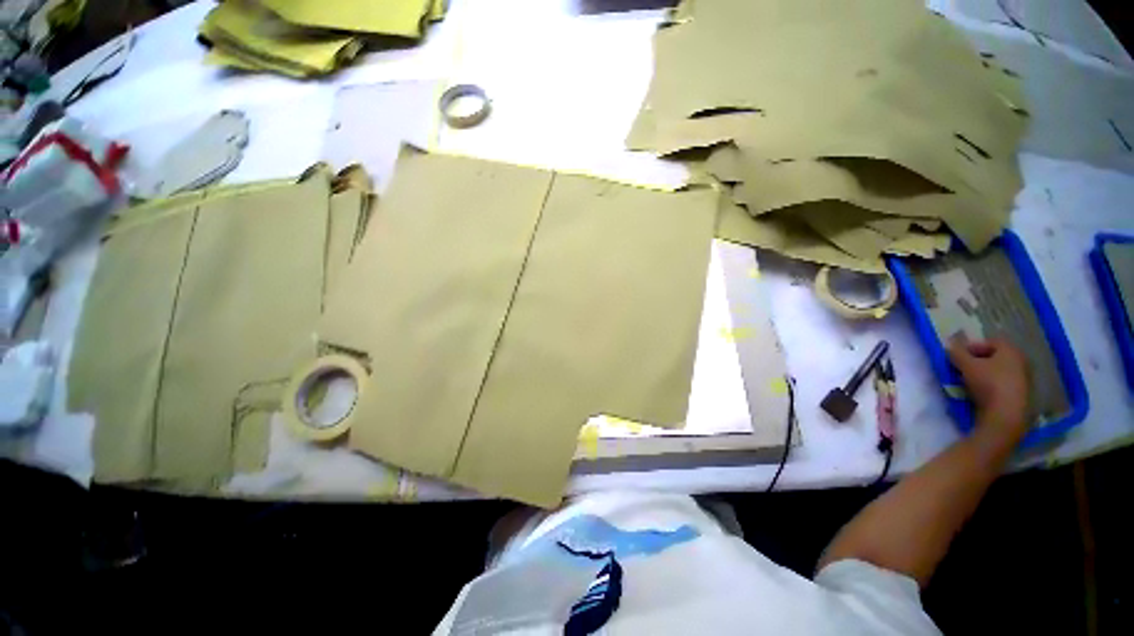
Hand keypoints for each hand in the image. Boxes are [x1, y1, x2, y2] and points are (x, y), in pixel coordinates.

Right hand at [947, 337, 1030, 439]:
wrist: (1005, 414)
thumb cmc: (988, 383)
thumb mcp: (966, 365)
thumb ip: (956, 352)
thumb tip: (948, 344)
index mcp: (1011, 350)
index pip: (991, 341)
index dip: (973, 346)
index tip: (959, 355)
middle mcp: (1021, 361)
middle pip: (996, 356)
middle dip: (978, 360)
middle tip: (963, 367)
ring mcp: (1024, 379)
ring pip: (999, 371)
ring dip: (984, 373)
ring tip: (969, 381)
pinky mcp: (1022, 394)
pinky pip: (1003, 383)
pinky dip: (991, 384)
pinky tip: (981, 392)